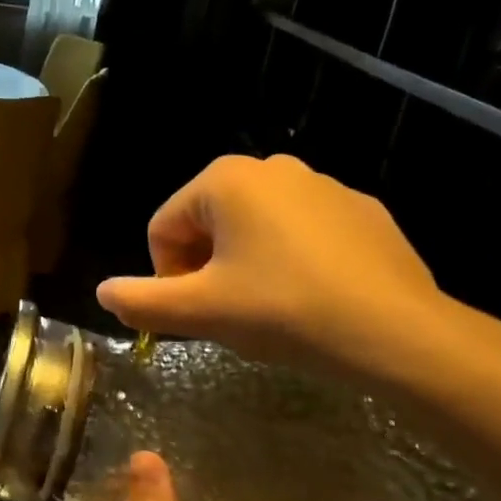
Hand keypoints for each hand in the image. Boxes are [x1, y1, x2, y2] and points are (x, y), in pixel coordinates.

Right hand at [95, 154, 450, 386]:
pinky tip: (312, 299)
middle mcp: (272, 167)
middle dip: (205, 268)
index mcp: (225, 180)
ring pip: (255, 228)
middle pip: (207, 223)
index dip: (167, 276)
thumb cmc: (283, 310)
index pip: (163, 228)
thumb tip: (103, 293)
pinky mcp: (362, 211)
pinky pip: (303, 233)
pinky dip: (292, 261)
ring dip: (245, 265)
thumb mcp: (200, 311)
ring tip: (270, 309)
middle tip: (228, 314)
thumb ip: (141, 300)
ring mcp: (324, 185)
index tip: (194, 314)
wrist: (397, 333)